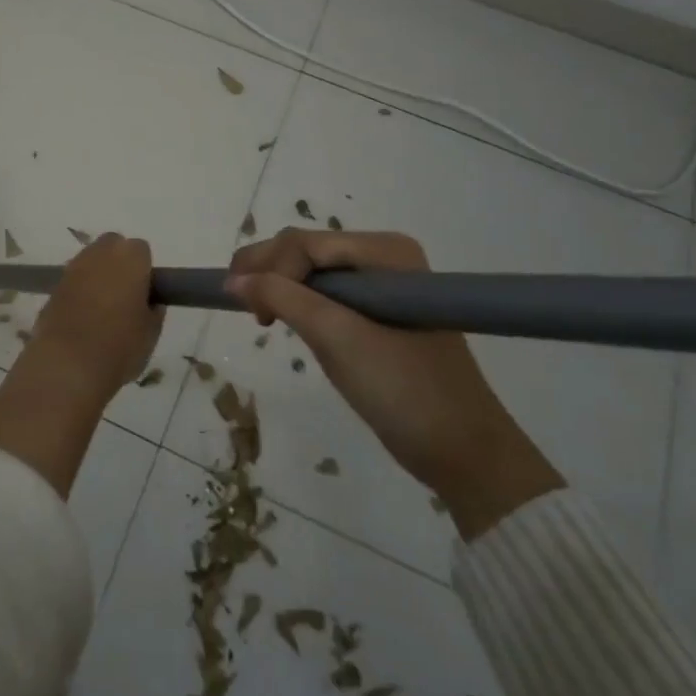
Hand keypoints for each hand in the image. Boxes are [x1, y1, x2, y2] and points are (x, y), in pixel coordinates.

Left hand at [31, 233, 164, 399]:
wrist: (68, 363)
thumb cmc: (119, 345)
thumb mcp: (151, 333)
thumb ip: (153, 311)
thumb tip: (150, 303)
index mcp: (130, 258)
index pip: (141, 250)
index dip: (144, 270)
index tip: (145, 293)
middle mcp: (100, 253)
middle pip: (112, 246)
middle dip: (118, 262)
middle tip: (125, 295)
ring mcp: (73, 267)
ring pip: (90, 261)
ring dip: (97, 275)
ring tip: (102, 308)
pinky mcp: (54, 286)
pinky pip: (73, 281)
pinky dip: (78, 291)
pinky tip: (82, 317)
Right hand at [225, 228, 561, 538]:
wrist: (464, 454)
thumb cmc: (403, 389)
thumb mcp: (337, 339)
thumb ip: (283, 298)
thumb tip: (232, 281)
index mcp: (385, 251)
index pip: (306, 242)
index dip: (269, 267)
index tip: (251, 313)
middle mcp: (384, 256)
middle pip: (307, 249)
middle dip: (270, 272)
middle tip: (244, 310)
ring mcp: (383, 283)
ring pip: (312, 270)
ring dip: (280, 286)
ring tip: (260, 316)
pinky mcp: (379, 311)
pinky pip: (327, 292)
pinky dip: (300, 302)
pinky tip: (284, 318)